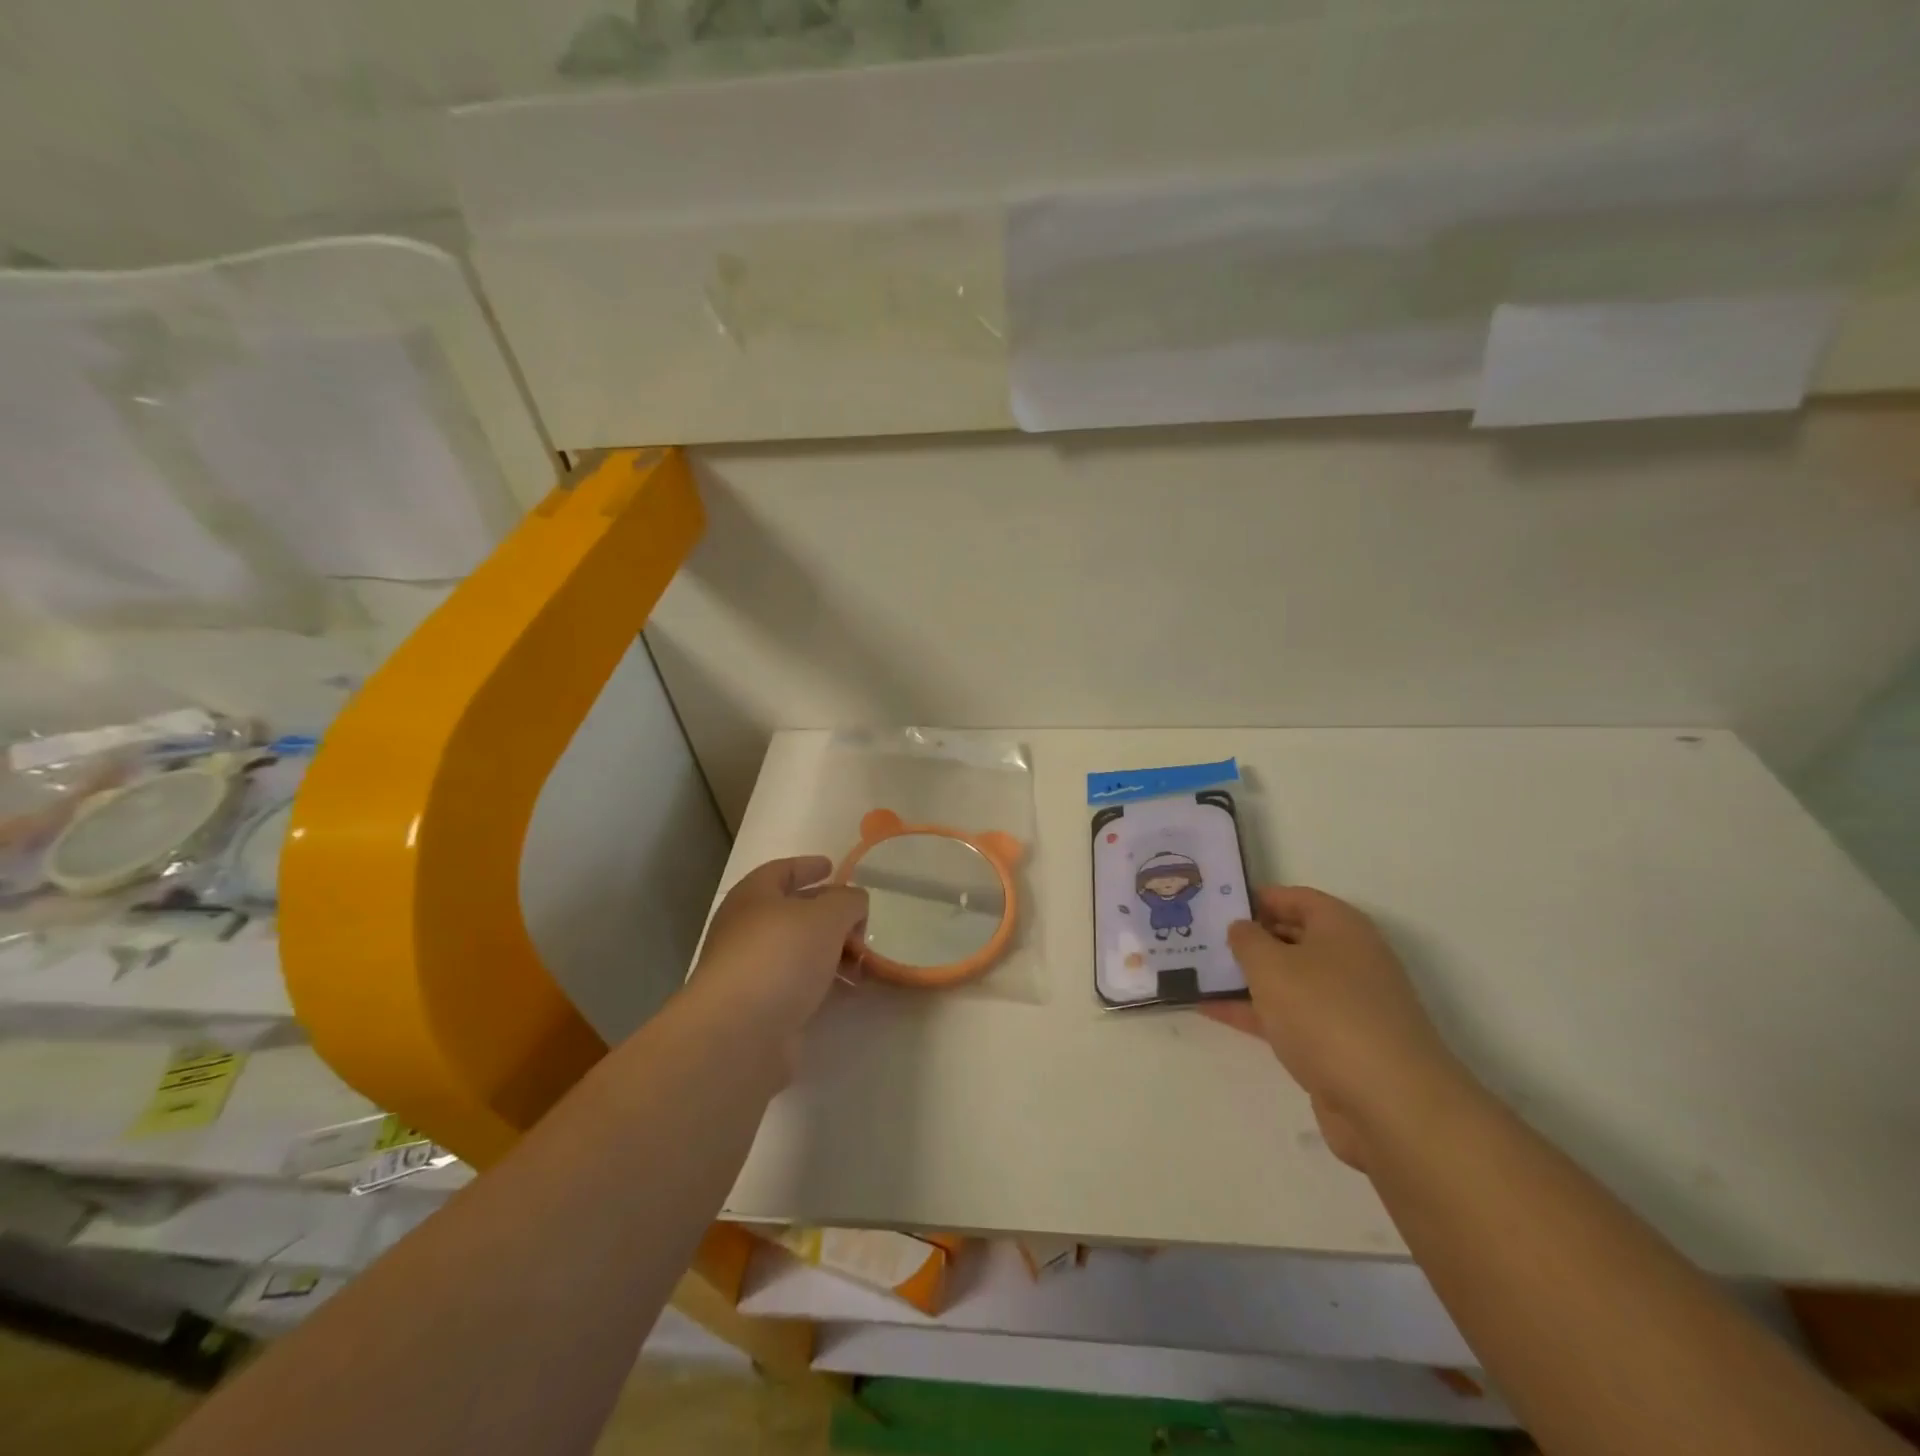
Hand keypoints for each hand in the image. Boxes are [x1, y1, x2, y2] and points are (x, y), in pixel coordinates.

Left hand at [686, 856, 867, 1061]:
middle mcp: (746, 931)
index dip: (807, 866)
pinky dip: (825, 983)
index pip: (781, 871)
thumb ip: (847, 901)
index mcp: (753, 897)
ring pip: (799, 952)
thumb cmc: (780, 956)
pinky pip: (800, 985)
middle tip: (860, 921)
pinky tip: (850, 989)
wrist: (739, 1035)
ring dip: (832, 952)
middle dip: (829, 915)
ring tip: (864, 960)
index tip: (833, 867)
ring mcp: (751, 972)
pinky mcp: (761, 1009)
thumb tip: (854, 903)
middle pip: (792, 913)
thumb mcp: (826, 916)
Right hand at [1205, 886, 1470, 1169]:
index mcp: (1341, 927)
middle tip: (1198, 937)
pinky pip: (1286, 1017)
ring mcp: (1344, 1005)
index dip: (1254, 898)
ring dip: (1245, 978)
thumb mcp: (1271, 965)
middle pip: (1290, 937)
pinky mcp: (1336, 1045)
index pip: (1293, 897)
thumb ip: (1247, 940)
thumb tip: (1241, 929)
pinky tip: (1210, 1011)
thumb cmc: (1326, 1013)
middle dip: (1246, 938)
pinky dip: (1253, 1012)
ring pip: (1286, 980)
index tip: (1214, 905)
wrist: (1390, 1105)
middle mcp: (1347, 959)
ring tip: (1195, 972)